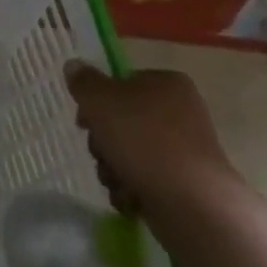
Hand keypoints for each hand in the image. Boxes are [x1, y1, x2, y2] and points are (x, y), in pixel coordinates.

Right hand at [66, 64, 243, 222]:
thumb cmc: (144, 140)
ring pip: (128, 151)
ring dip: (111, 167)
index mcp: (166, 84)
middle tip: (101, 152)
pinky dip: (131, 187)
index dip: (95, 102)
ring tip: (117, 179)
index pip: (119, 83)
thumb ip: (83, 81)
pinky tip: (130, 196)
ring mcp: (184, 148)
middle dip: (102, 142)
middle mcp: (180, 111)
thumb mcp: (100, 100)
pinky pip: (144, 177)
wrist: (192, 201)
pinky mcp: (184, 180)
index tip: (84, 122)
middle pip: (121, 121)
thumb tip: (74, 65)